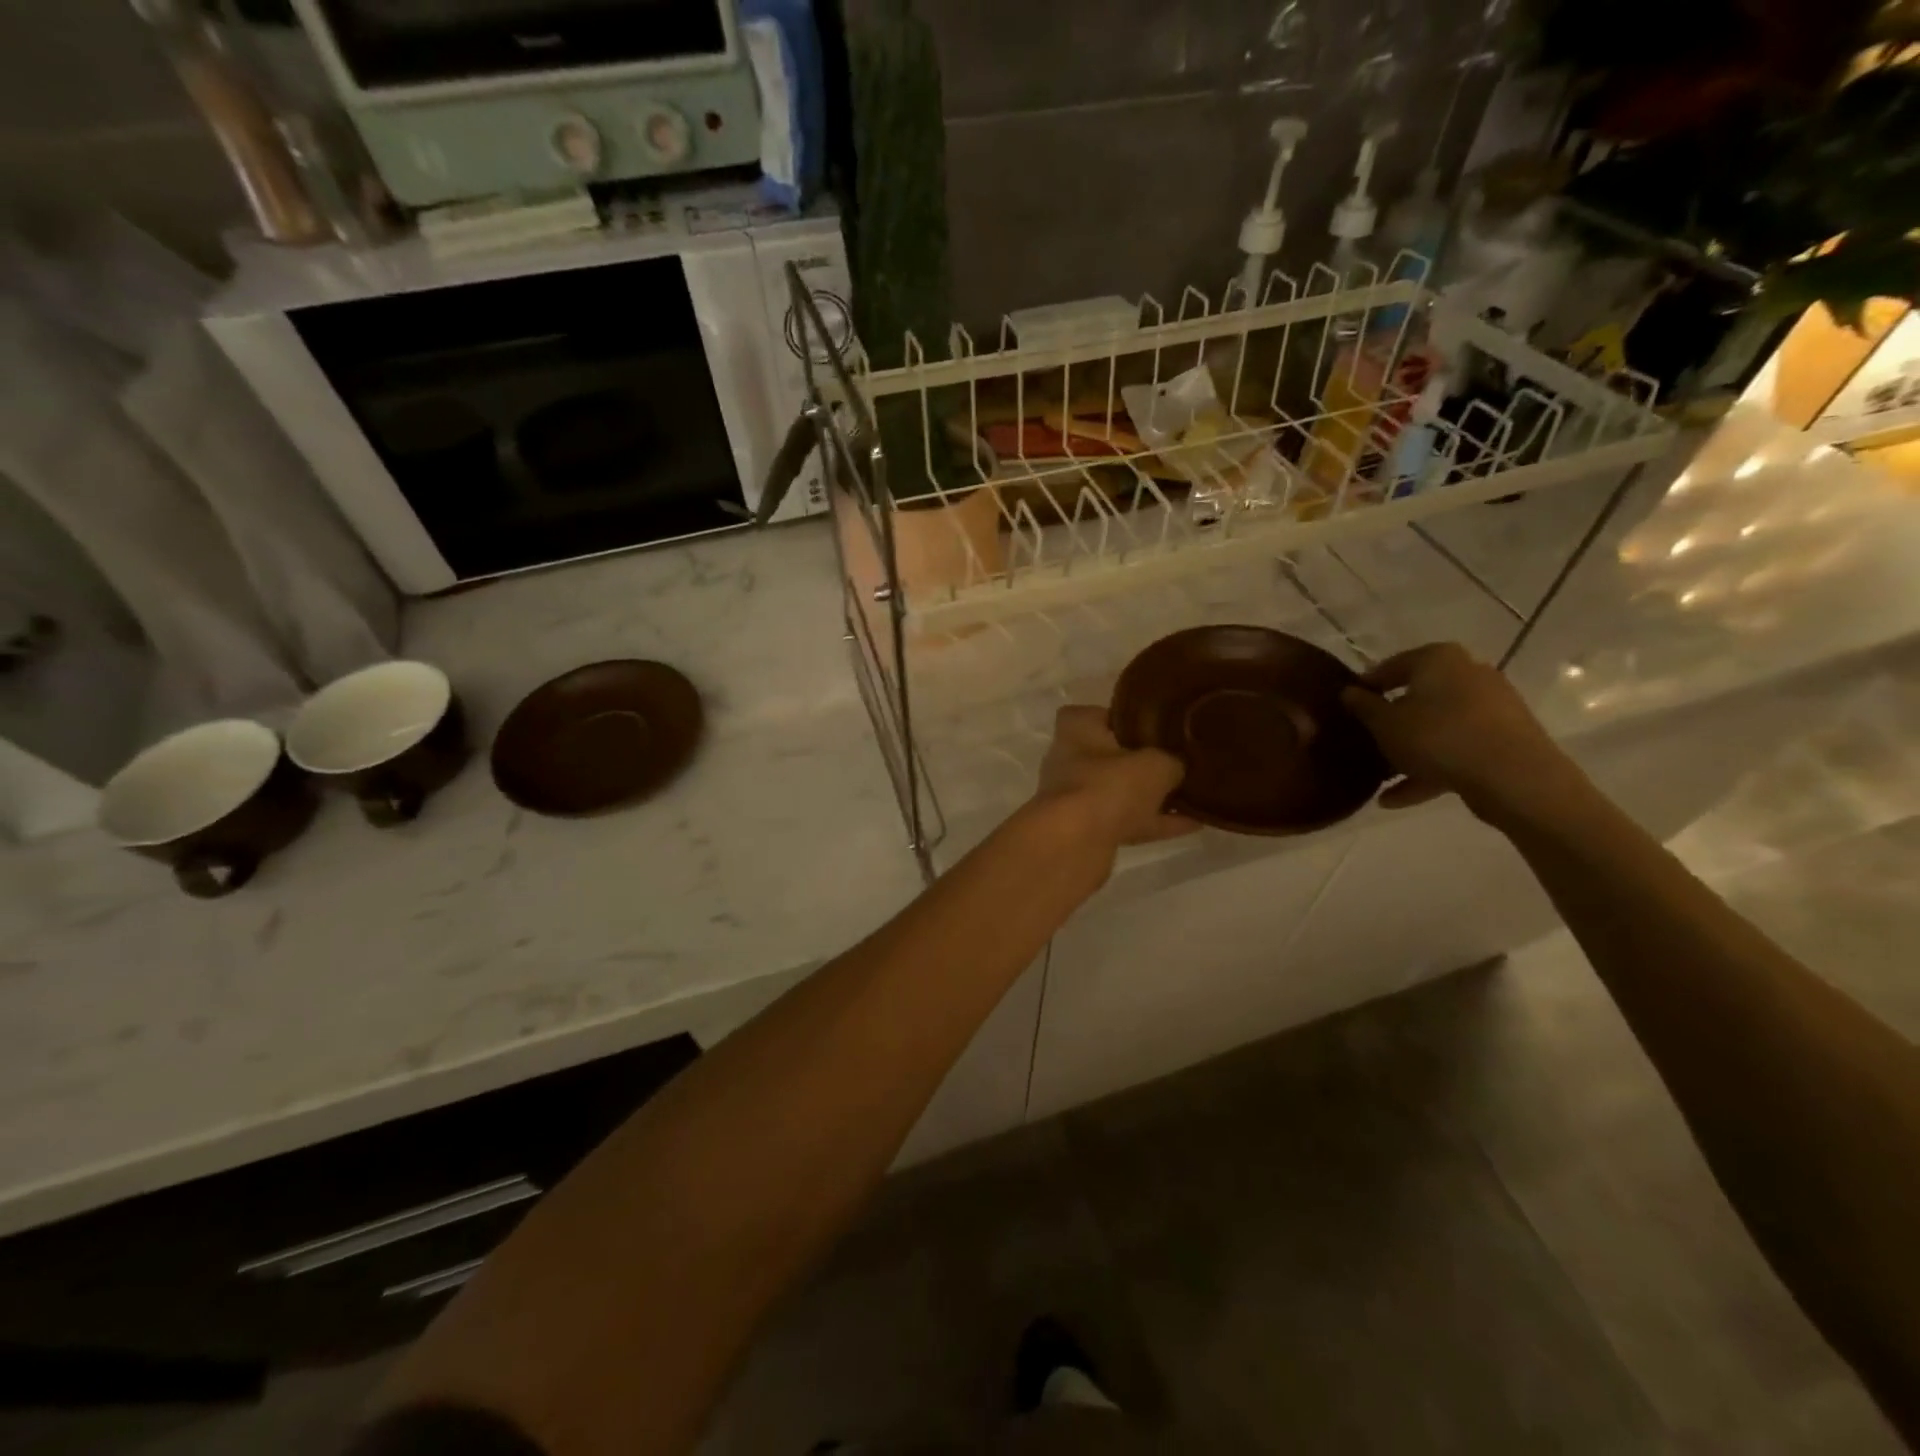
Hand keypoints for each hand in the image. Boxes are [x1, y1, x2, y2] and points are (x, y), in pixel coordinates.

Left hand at [1033, 706, 1199, 848]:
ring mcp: (1076, 798)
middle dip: (1141, 761)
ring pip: (1119, 792)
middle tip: (1178, 760)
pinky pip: (1127, 820)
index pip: (1094, 714)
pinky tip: (1193, 823)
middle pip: (1109, 756)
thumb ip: (1171, 761)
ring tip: (1193, 794)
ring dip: (1152, 796)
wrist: (1075, 844)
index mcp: (1077, 730)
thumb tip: (1177, 767)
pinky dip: (1155, 822)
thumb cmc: (1109, 785)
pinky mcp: (1086, 830)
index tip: (1150, 725)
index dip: (1121, 717)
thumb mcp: (1156, 764)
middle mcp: (1069, 760)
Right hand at [1339, 643, 1586, 822]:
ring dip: (1409, 750)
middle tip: (1367, 741)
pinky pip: (1457, 748)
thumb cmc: (1437, 737)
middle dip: (1391, 721)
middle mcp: (1468, 673)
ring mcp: (1492, 706)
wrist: (1514, 777)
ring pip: (1438, 726)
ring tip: (1381, 778)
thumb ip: (1363, 706)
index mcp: (1438, 659)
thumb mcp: (1385, 724)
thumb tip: (1348, 692)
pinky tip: (1398, 798)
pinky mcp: (1505, 738)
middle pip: (1418, 696)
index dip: (1366, 688)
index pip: (1391, 666)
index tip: (1348, 709)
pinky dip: (1430, 768)